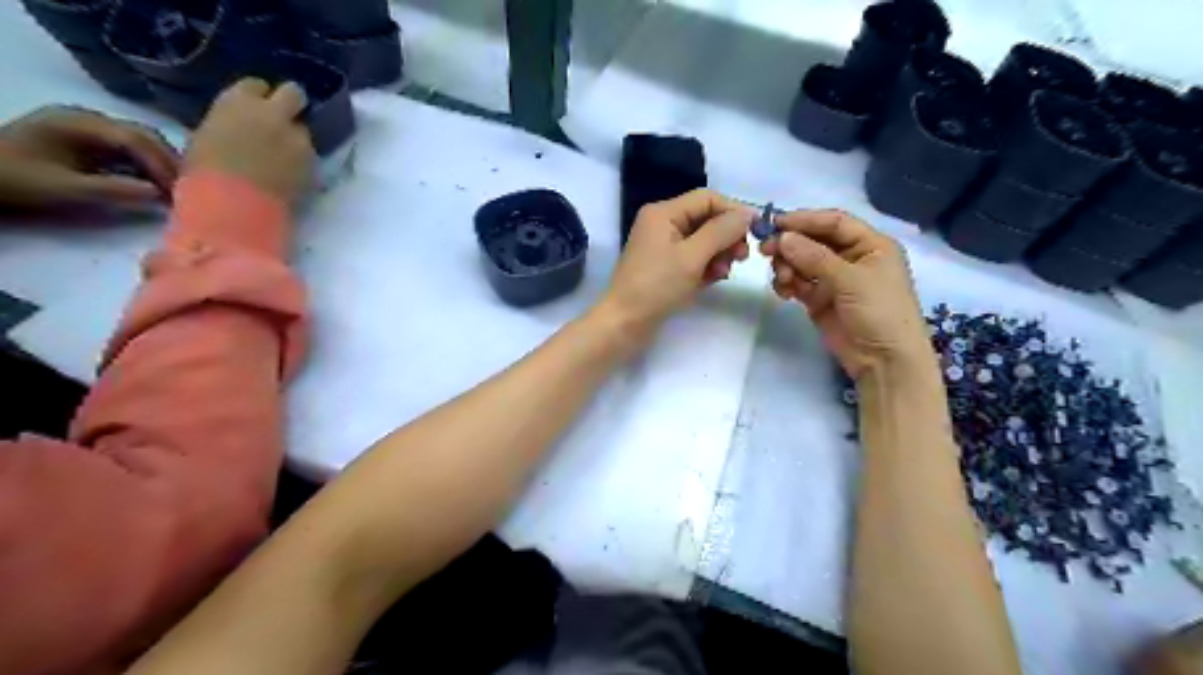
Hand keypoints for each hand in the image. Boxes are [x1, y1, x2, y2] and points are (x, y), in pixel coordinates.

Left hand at [0, 105, 178, 208]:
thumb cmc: (15, 180)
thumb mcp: (63, 188)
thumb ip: (113, 190)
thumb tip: (159, 195)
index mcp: (79, 123)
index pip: (136, 139)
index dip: (163, 164)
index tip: (181, 190)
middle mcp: (88, 118)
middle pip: (143, 136)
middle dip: (169, 162)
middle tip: (189, 190)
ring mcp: (88, 128)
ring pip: (141, 142)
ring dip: (162, 165)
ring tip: (177, 190)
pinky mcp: (89, 141)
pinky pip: (130, 150)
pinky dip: (148, 166)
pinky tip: (156, 185)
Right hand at [186, 78, 311, 203]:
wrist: (235, 204)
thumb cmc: (205, 172)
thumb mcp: (207, 136)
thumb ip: (230, 124)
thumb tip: (239, 127)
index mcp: (238, 102)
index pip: (257, 86)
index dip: (259, 97)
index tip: (257, 108)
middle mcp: (274, 115)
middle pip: (293, 94)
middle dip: (291, 103)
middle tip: (284, 120)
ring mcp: (298, 139)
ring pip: (304, 132)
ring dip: (296, 141)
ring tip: (284, 160)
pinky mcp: (314, 164)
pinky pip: (310, 158)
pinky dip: (303, 164)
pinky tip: (291, 176)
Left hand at [595, 187, 749, 337]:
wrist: (625, 323)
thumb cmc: (656, 287)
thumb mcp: (692, 257)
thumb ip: (721, 232)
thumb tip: (746, 214)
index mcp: (663, 213)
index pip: (707, 199)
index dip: (733, 211)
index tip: (756, 231)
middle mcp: (662, 224)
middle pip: (706, 219)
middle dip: (726, 236)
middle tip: (741, 258)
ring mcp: (663, 246)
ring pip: (702, 240)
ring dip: (719, 254)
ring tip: (723, 273)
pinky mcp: (665, 266)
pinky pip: (693, 258)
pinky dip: (706, 266)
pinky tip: (713, 280)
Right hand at [759, 210, 927, 380]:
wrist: (884, 361)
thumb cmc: (880, 312)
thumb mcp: (851, 279)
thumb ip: (815, 257)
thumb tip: (783, 237)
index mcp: (870, 244)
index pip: (834, 222)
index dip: (805, 220)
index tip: (775, 224)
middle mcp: (851, 258)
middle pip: (814, 241)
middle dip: (790, 245)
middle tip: (766, 250)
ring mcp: (834, 279)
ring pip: (802, 262)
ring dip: (787, 266)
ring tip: (782, 279)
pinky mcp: (820, 300)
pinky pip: (798, 283)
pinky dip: (787, 284)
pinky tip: (783, 291)